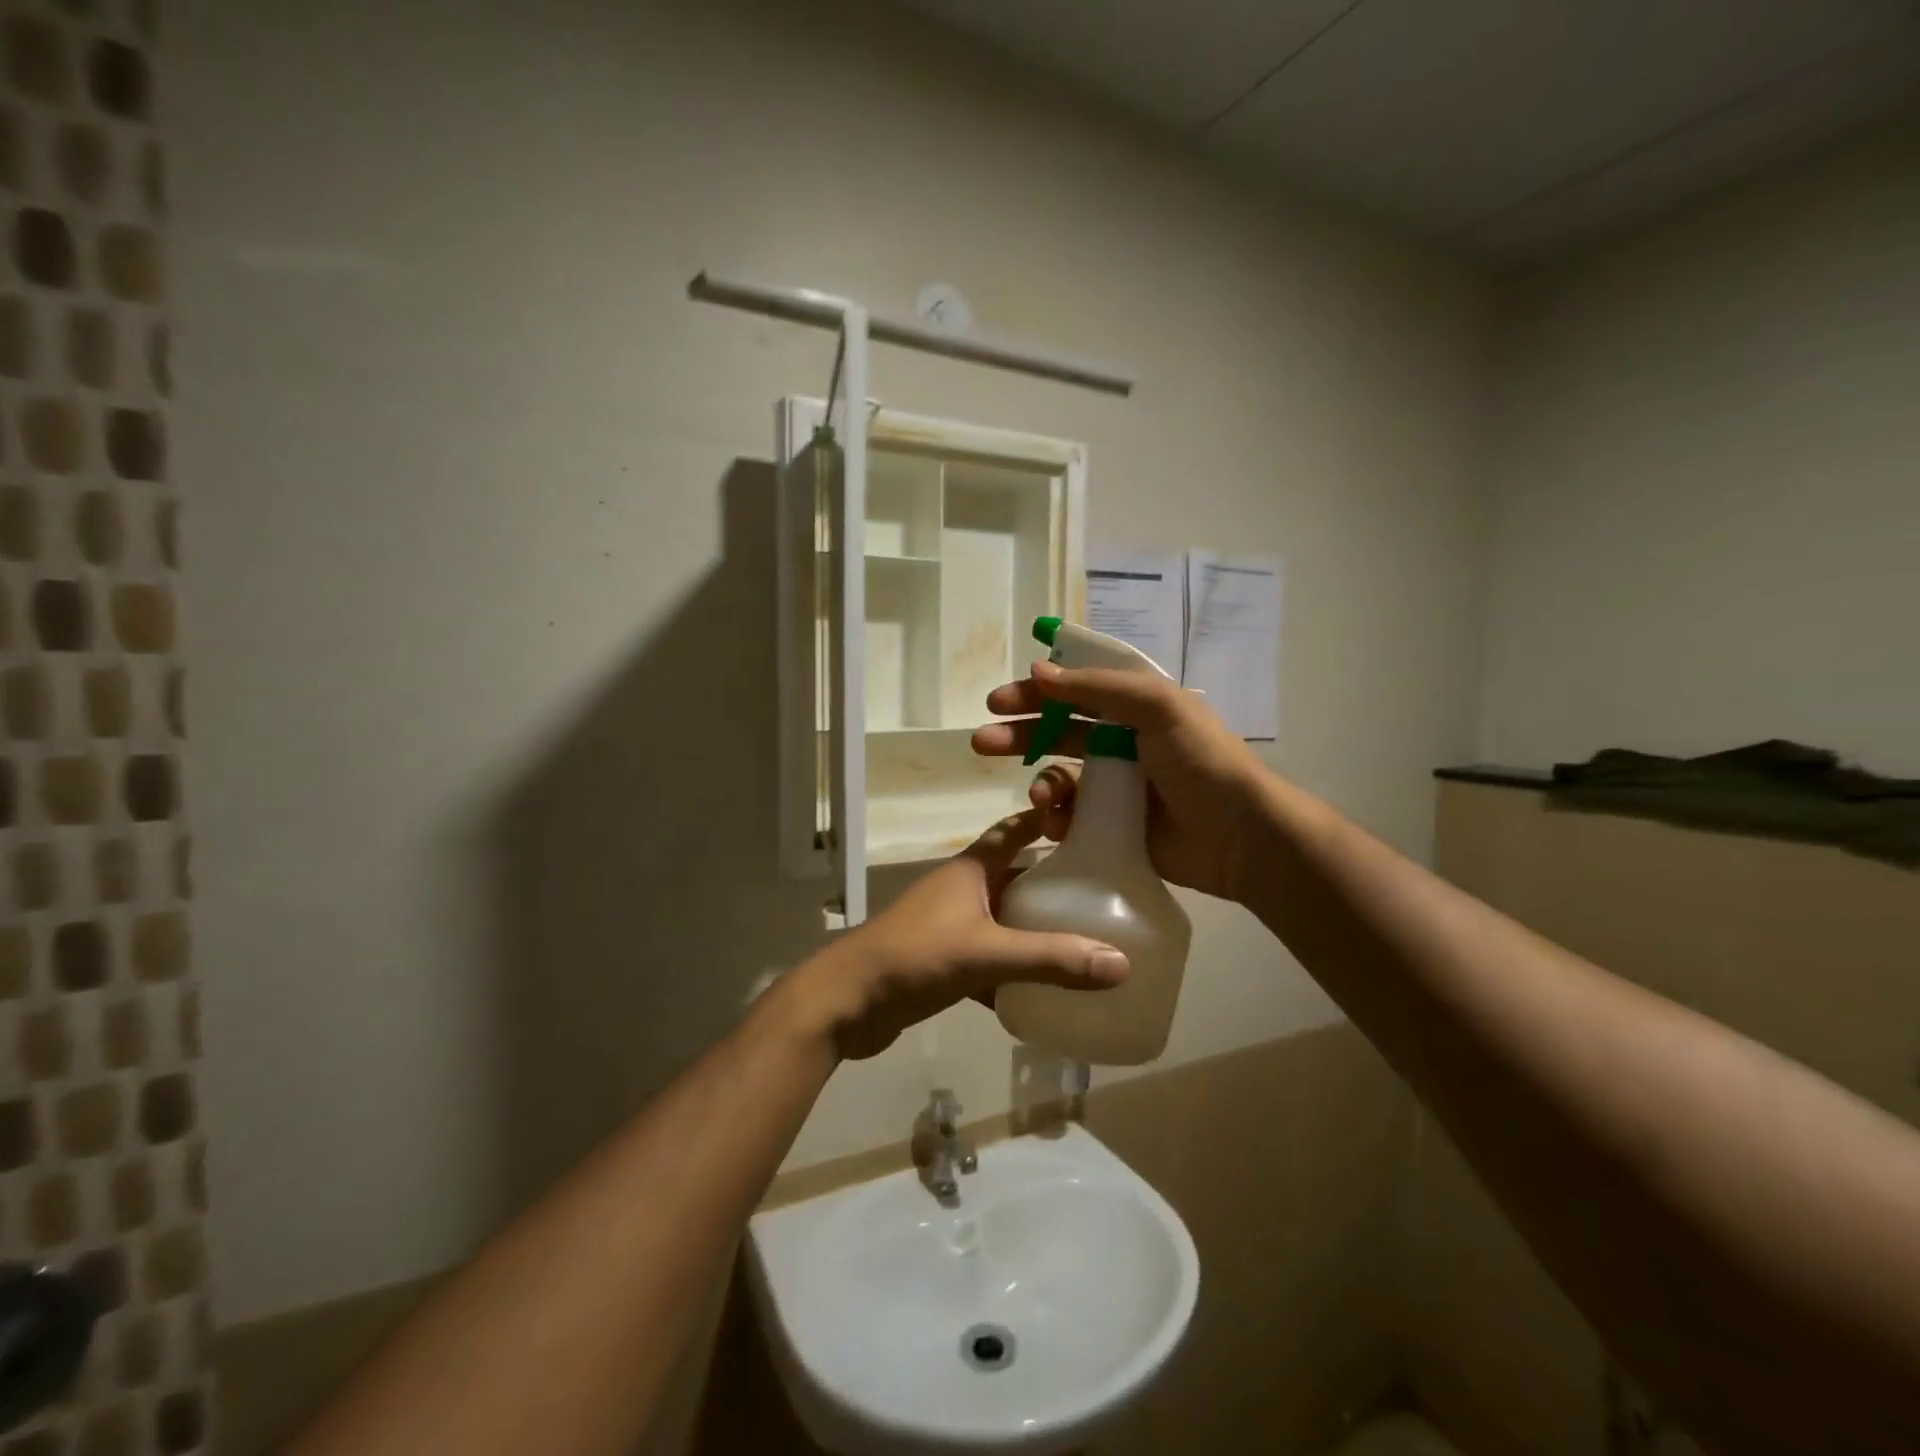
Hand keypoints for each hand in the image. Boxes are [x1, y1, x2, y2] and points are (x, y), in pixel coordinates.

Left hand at [783, 810, 1129, 1060]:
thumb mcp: (987, 953)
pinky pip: (990, 959)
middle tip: (1104, 897)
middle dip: (1053, 885)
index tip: (1088, 820)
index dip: (1044, 820)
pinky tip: (1044, 991)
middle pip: (1015, 878)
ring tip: (1085, 943)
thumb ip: (1051, 959)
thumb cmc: (915, 957)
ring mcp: (949, 927)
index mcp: (970, 870)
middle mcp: (961, 891)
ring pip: (1004, 922)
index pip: (1013, 831)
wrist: (847, 1002)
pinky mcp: (942, 962)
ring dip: (1035, 930)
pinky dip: (1014, 971)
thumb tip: (1121, 964)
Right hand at [970, 660, 1268, 902]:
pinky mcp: (1110, 826)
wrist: (1239, 836)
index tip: (997, 701)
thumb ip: (1097, 687)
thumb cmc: (1202, 761)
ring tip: (1040, 797)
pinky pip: (1069, 816)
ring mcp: (1114, 787)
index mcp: (1133, 708)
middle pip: (1056, 732)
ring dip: (1041, 782)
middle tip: (981, 742)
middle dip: (1019, 735)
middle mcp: (1120, 742)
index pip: (1073, 691)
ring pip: (1059, 776)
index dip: (1035, 693)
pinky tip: (1054, 821)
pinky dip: (1056, 817)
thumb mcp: (1157, 707)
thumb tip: (1037, 672)